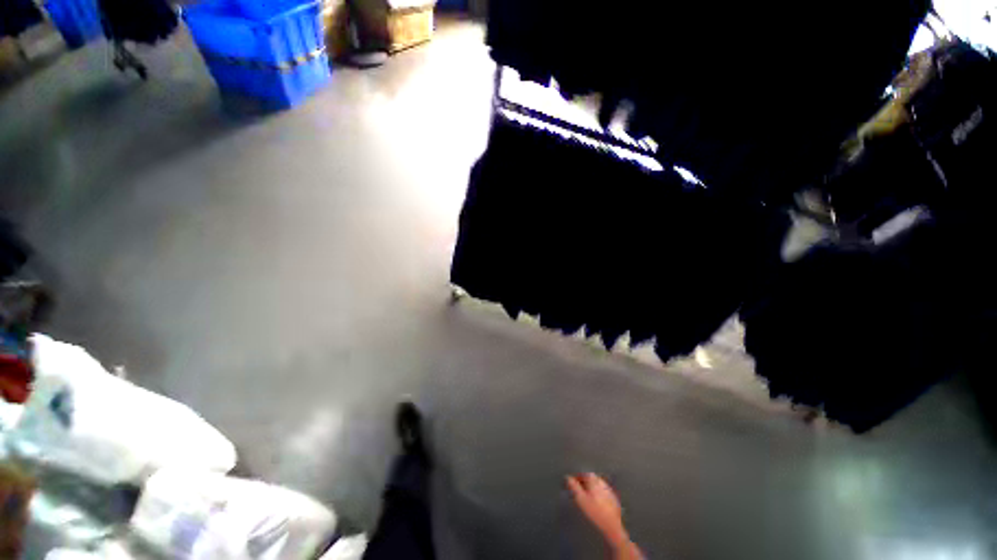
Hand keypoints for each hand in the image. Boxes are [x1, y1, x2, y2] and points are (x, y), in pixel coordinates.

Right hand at [566, 473, 627, 546]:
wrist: (612, 526)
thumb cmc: (594, 511)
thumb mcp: (580, 499)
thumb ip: (573, 486)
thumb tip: (568, 477)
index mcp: (594, 479)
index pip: (583, 473)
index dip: (577, 478)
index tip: (572, 484)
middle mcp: (602, 482)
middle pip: (591, 478)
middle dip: (584, 483)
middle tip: (578, 491)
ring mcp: (609, 490)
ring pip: (597, 486)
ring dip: (591, 489)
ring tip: (587, 498)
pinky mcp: (614, 499)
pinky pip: (604, 493)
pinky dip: (598, 495)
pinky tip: (596, 504)